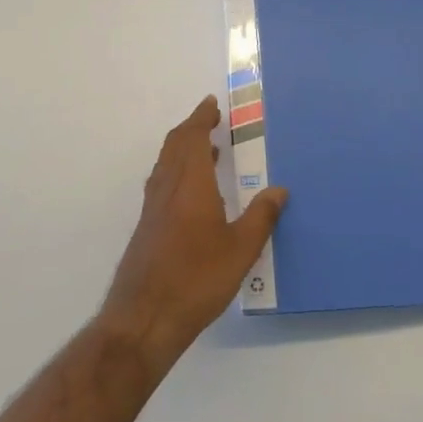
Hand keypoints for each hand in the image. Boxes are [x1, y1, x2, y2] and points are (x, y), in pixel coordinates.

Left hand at [98, 96, 287, 372]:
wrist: (144, 317)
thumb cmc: (196, 279)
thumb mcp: (240, 250)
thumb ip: (261, 217)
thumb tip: (279, 190)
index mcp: (190, 183)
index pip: (192, 137)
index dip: (201, 118)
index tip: (211, 104)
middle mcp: (167, 187)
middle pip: (175, 145)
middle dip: (192, 128)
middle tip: (211, 121)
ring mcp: (153, 208)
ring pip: (166, 164)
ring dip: (184, 149)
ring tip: (208, 151)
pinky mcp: (147, 227)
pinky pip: (162, 183)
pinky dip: (177, 171)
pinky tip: (193, 193)